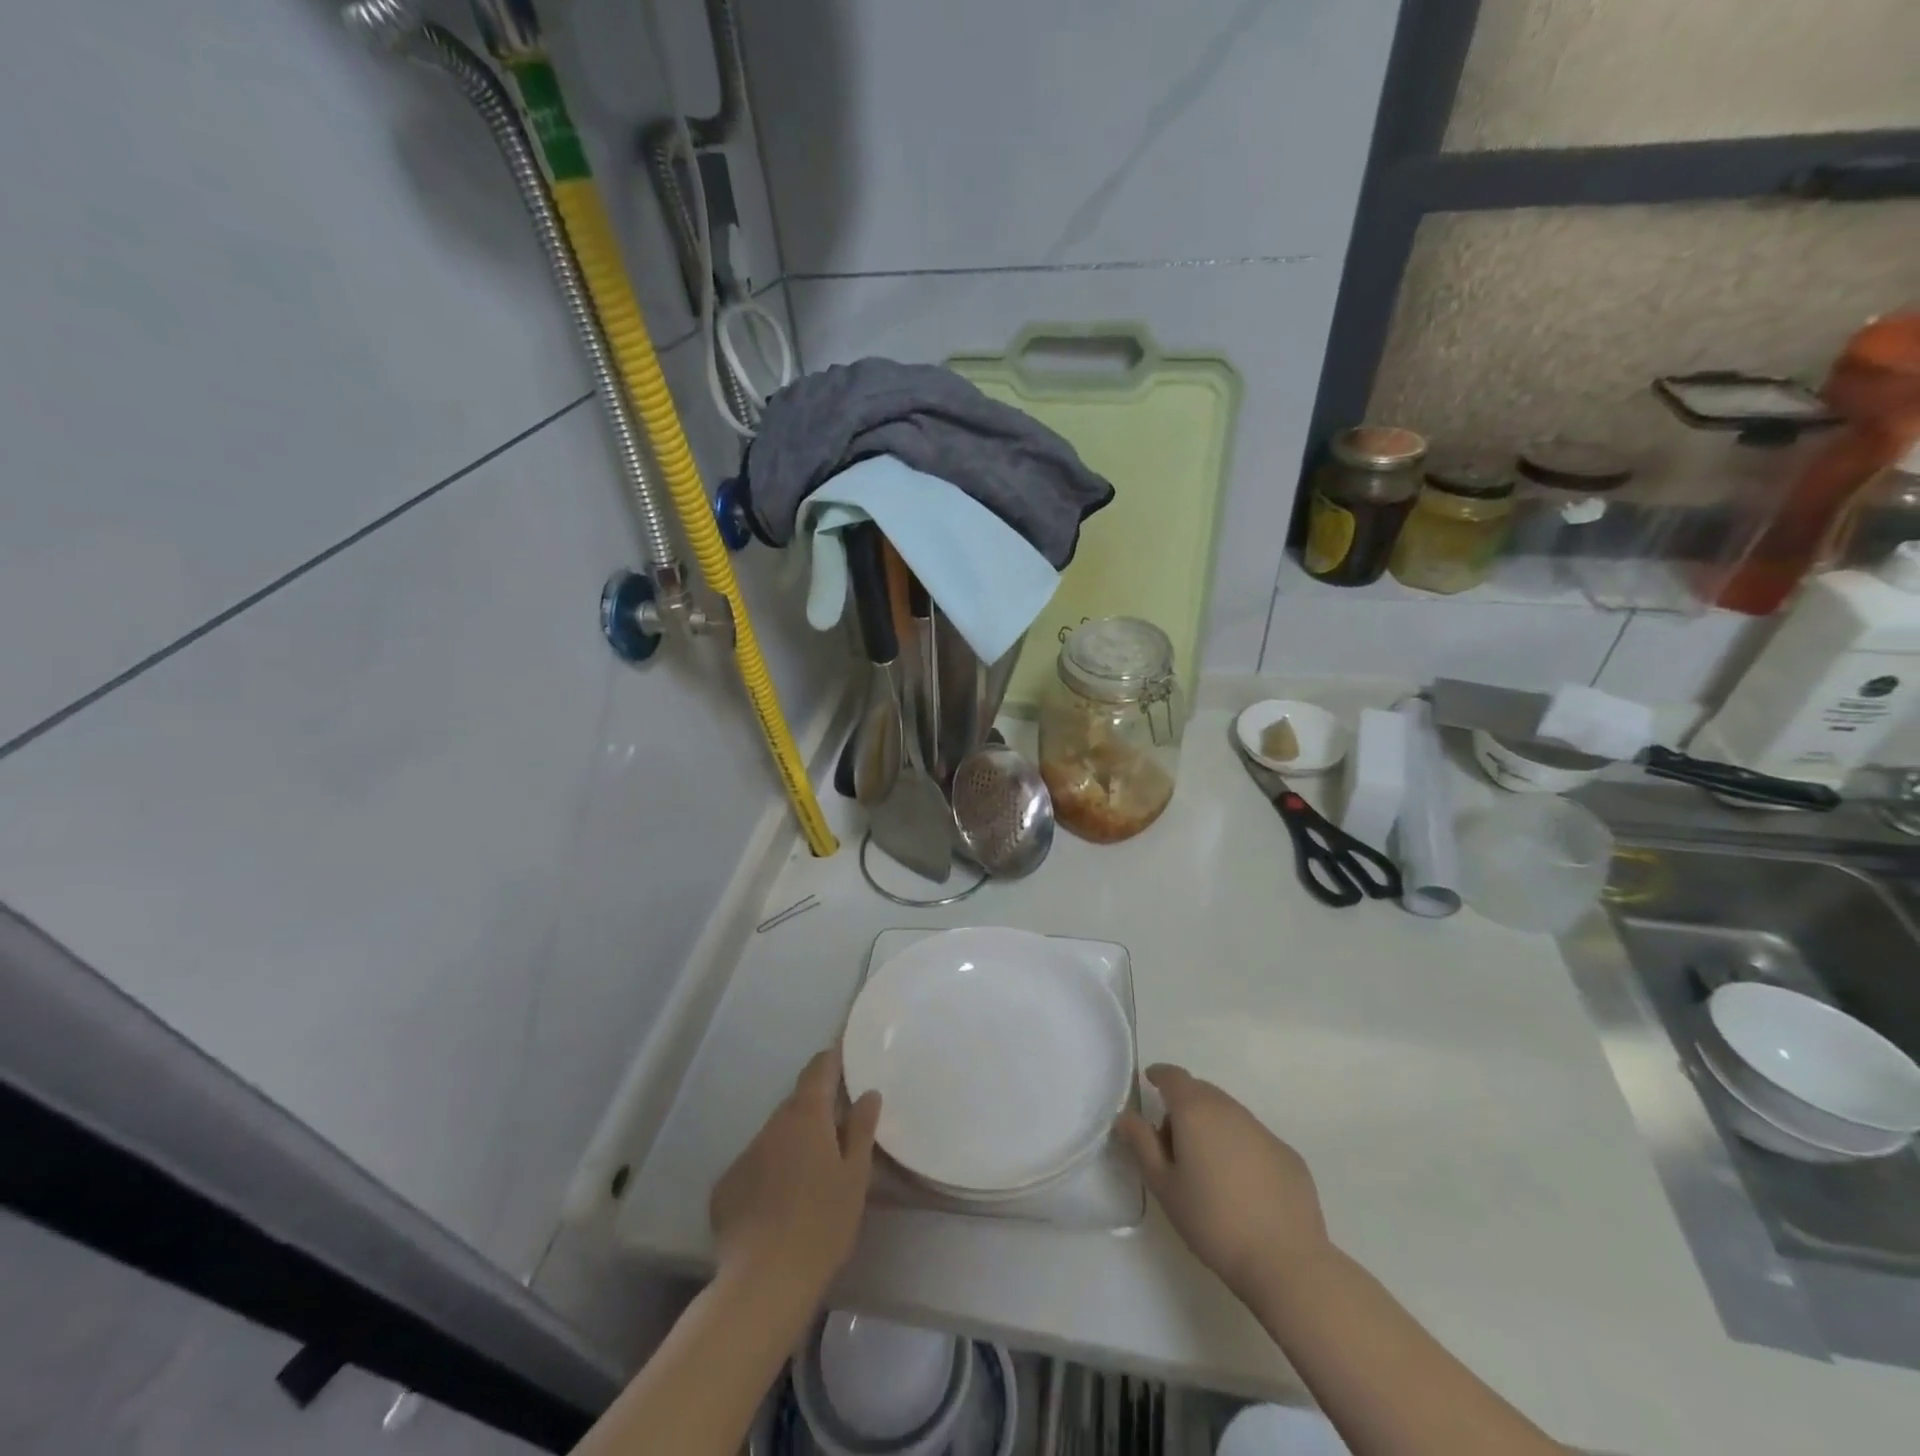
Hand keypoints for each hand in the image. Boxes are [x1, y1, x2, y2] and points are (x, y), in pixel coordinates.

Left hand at [709, 1047, 881, 1302]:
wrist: (764, 1281)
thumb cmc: (823, 1224)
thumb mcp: (856, 1177)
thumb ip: (861, 1129)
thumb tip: (868, 1093)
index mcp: (807, 1116)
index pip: (818, 1070)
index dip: (831, 1061)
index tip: (843, 1059)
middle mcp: (772, 1125)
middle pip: (796, 1105)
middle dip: (815, 1111)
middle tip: (836, 1132)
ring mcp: (745, 1155)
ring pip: (774, 1137)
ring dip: (791, 1144)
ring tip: (809, 1176)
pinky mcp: (725, 1187)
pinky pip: (754, 1167)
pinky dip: (768, 1174)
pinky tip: (778, 1205)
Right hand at [1116, 1064, 1329, 1302]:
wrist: (1286, 1262)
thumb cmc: (1213, 1222)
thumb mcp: (1164, 1186)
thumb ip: (1141, 1144)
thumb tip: (1127, 1116)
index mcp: (1195, 1111)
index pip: (1173, 1076)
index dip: (1159, 1076)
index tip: (1150, 1083)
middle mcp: (1230, 1110)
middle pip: (1201, 1092)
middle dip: (1183, 1105)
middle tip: (1172, 1143)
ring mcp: (1263, 1130)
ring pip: (1228, 1114)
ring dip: (1212, 1126)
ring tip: (1206, 1168)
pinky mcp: (1288, 1154)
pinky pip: (1253, 1137)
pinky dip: (1239, 1147)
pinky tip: (1242, 1185)